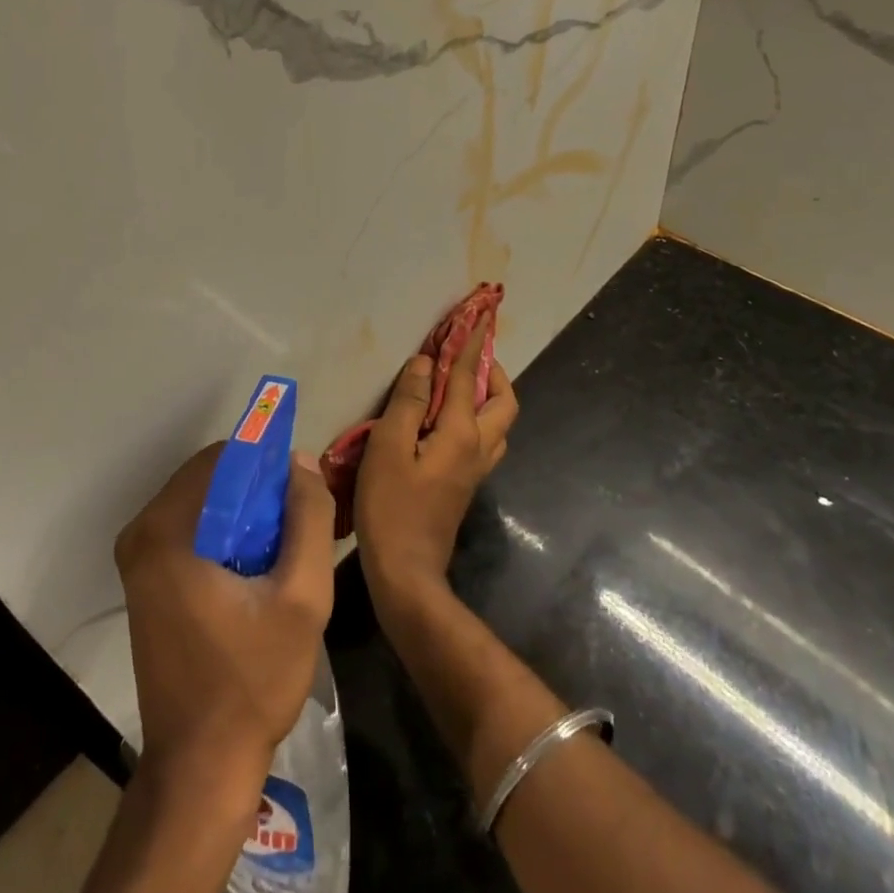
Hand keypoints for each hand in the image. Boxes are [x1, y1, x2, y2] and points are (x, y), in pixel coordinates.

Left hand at [114, 443, 335, 780]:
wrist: (201, 769)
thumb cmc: (251, 681)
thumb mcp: (301, 597)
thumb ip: (308, 517)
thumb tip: (301, 461)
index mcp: (166, 530)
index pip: (222, 457)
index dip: (267, 465)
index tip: (300, 496)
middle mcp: (141, 533)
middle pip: (211, 478)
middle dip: (258, 492)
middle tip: (296, 529)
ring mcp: (138, 559)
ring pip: (204, 503)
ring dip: (245, 514)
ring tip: (282, 552)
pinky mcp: (145, 581)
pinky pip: (193, 530)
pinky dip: (227, 535)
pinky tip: (257, 571)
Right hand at [355, 313, 517, 608]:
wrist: (406, 572)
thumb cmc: (391, 506)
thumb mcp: (388, 447)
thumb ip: (408, 403)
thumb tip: (423, 364)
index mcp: (461, 433)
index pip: (467, 378)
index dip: (468, 346)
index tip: (474, 320)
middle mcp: (478, 448)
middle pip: (504, 403)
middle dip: (493, 373)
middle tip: (469, 357)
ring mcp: (476, 470)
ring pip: (499, 424)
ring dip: (488, 397)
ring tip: (460, 384)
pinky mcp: (466, 485)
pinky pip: (485, 440)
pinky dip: (477, 418)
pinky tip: (448, 421)